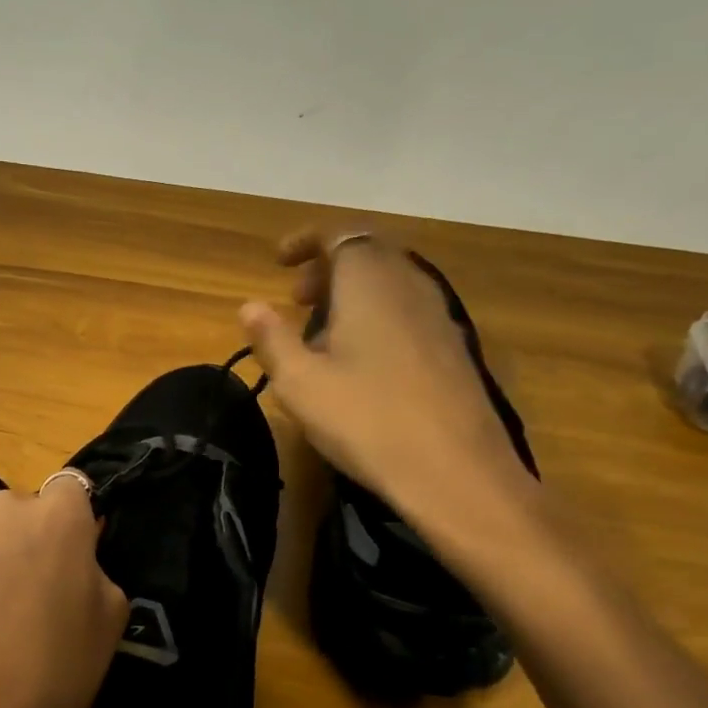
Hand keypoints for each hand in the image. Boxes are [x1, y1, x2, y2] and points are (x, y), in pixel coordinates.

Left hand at [0, 477, 127, 707]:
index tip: (79, 558)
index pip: (72, 486)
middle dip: (32, 538)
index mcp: (56, 515)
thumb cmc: (56, 668)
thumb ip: (96, 572)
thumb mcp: (111, 620)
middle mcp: (1, 513)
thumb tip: (76, 565)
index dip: (77, 520)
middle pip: (23, 510)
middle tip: (42, 593)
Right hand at [239, 229, 538, 541]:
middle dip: (328, 267)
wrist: (456, 472)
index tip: (279, 262)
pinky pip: (409, 311)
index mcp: (370, 284)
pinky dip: (380, 315)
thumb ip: (271, 338)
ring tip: (324, 332)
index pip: (340, 235)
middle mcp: (411, 286)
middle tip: (296, 299)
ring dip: (354, 293)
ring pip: (392, 283)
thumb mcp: (300, 383)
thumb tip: (250, 305)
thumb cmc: (366, 420)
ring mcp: (440, 317)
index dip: (306, 241)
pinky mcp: (455, 349)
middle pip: (369, 254)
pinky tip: (365, 361)